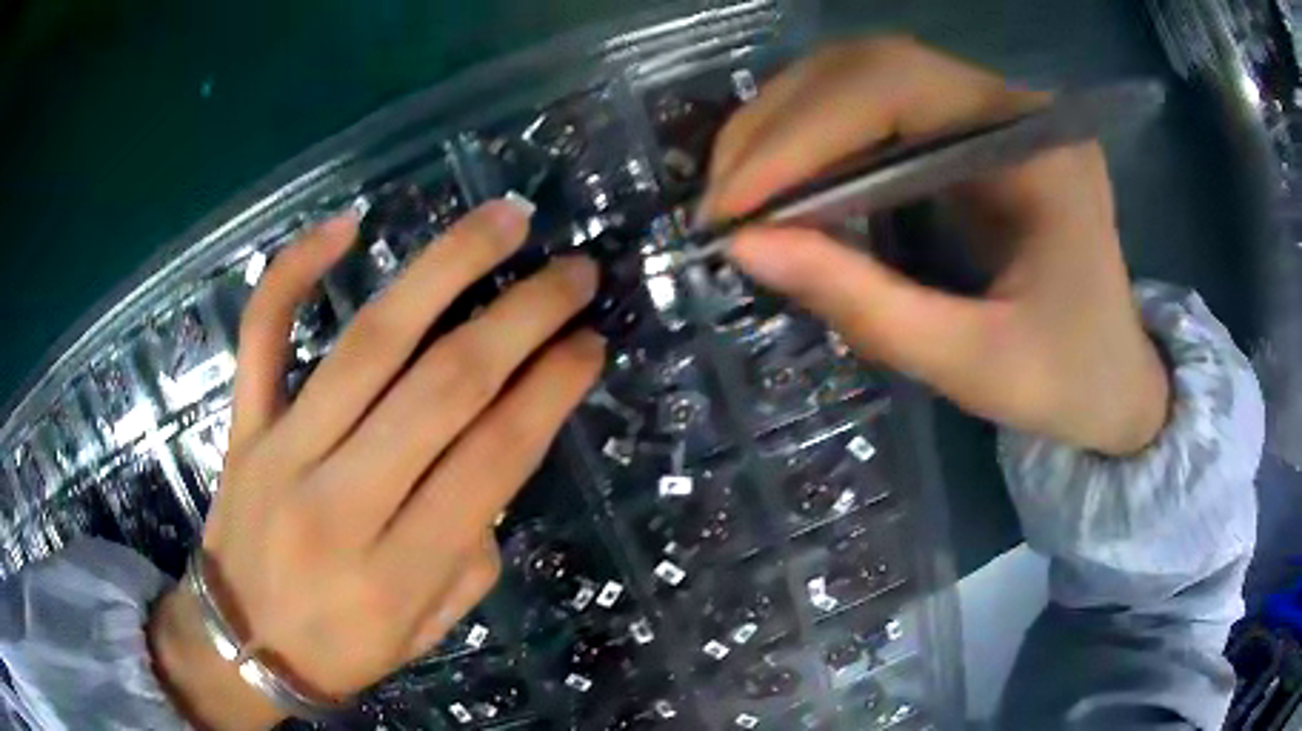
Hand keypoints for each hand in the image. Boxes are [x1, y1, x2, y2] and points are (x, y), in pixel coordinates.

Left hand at [147, 200, 603, 728]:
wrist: (241, 645)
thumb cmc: (342, 648)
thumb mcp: (428, 629)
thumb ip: (470, 549)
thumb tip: (493, 454)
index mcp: (396, 573)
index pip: (491, 458)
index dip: (551, 391)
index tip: (590, 342)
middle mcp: (338, 501)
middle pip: (443, 386)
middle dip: (522, 317)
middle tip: (574, 272)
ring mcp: (281, 451)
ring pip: (368, 342)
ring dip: (444, 268)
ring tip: (504, 220)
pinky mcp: (243, 425)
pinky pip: (263, 335)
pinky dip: (297, 272)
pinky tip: (348, 225)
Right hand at [703, 37, 1168, 455]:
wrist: (1118, 381)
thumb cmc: (1069, 381)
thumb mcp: (974, 364)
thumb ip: (866, 305)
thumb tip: (746, 248)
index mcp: (1038, 147)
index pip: (896, 89)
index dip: (801, 133)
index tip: (731, 205)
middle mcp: (1013, 105)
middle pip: (870, 65)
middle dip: (779, 123)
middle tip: (720, 196)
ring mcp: (994, 111)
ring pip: (864, 75)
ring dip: (789, 122)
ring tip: (741, 188)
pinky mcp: (975, 131)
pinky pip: (879, 106)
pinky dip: (819, 136)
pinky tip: (789, 179)